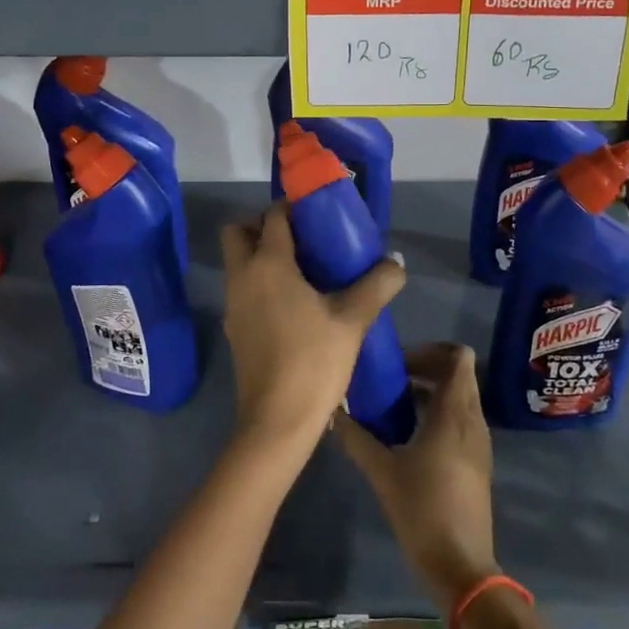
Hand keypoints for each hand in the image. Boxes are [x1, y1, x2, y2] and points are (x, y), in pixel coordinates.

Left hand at [220, 204, 404, 450]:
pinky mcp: (234, 329)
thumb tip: (395, 263)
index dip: (293, 207)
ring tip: (305, 271)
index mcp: (268, 264)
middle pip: (239, 232)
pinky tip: (295, 303)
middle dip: (264, 226)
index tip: (319, 212)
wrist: (277, 421)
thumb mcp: (353, 319)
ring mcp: (233, 304)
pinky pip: (243, 289)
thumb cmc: (314, 361)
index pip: (273, 217)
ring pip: (238, 262)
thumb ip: (377, 285)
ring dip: (262, 255)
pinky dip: (261, 282)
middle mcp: (243, 277)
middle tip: (303, 239)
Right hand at [335, 343, 499, 613]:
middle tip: (391, 380)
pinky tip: (408, 434)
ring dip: (431, 392)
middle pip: (458, 374)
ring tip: (394, 405)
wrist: (461, 565)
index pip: (459, 357)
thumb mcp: (382, 472)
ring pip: (460, 398)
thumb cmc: (422, 510)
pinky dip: (438, 414)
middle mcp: (472, 420)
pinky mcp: (477, 461)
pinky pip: (460, 420)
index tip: (400, 363)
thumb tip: (333, 411)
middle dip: (426, 369)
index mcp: (454, 413)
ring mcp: (479, 442)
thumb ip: (356, 438)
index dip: (431, 350)